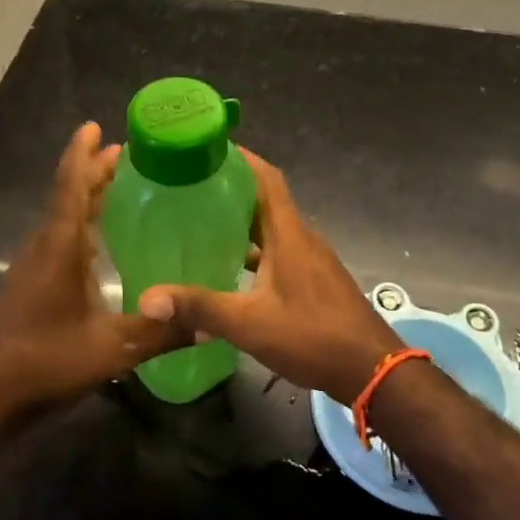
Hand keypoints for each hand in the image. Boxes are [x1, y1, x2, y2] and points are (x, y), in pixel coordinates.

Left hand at [0, 122, 184, 421]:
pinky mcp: (30, 284)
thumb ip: (160, 333)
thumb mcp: (111, 350)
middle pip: (67, 195)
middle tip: (124, 153)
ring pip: (61, 217)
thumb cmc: (45, 362)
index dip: (82, 154)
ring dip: (85, 196)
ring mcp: (32, 266)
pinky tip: (99, 241)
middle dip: (92, 170)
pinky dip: (80, 222)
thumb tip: (208, 324)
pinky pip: (58, 237)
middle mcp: (43, 246)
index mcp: (59, 247)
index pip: (71, 186)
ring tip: (116, 185)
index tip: (95, 127)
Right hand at [140, 149, 402, 399]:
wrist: (371, 370)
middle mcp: (300, 238)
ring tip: (201, 221)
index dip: (241, 158)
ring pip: (271, 227)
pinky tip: (229, 267)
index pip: (266, 178)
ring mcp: (309, 260)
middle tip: (189, 186)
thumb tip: (148, 298)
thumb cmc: (313, 336)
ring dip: (241, 220)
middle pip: (265, 199)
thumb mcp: (249, 323)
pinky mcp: (312, 280)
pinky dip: (253, 249)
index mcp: (288, 233)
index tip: (208, 148)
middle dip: (231, 188)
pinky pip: (277, 250)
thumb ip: (200, 308)